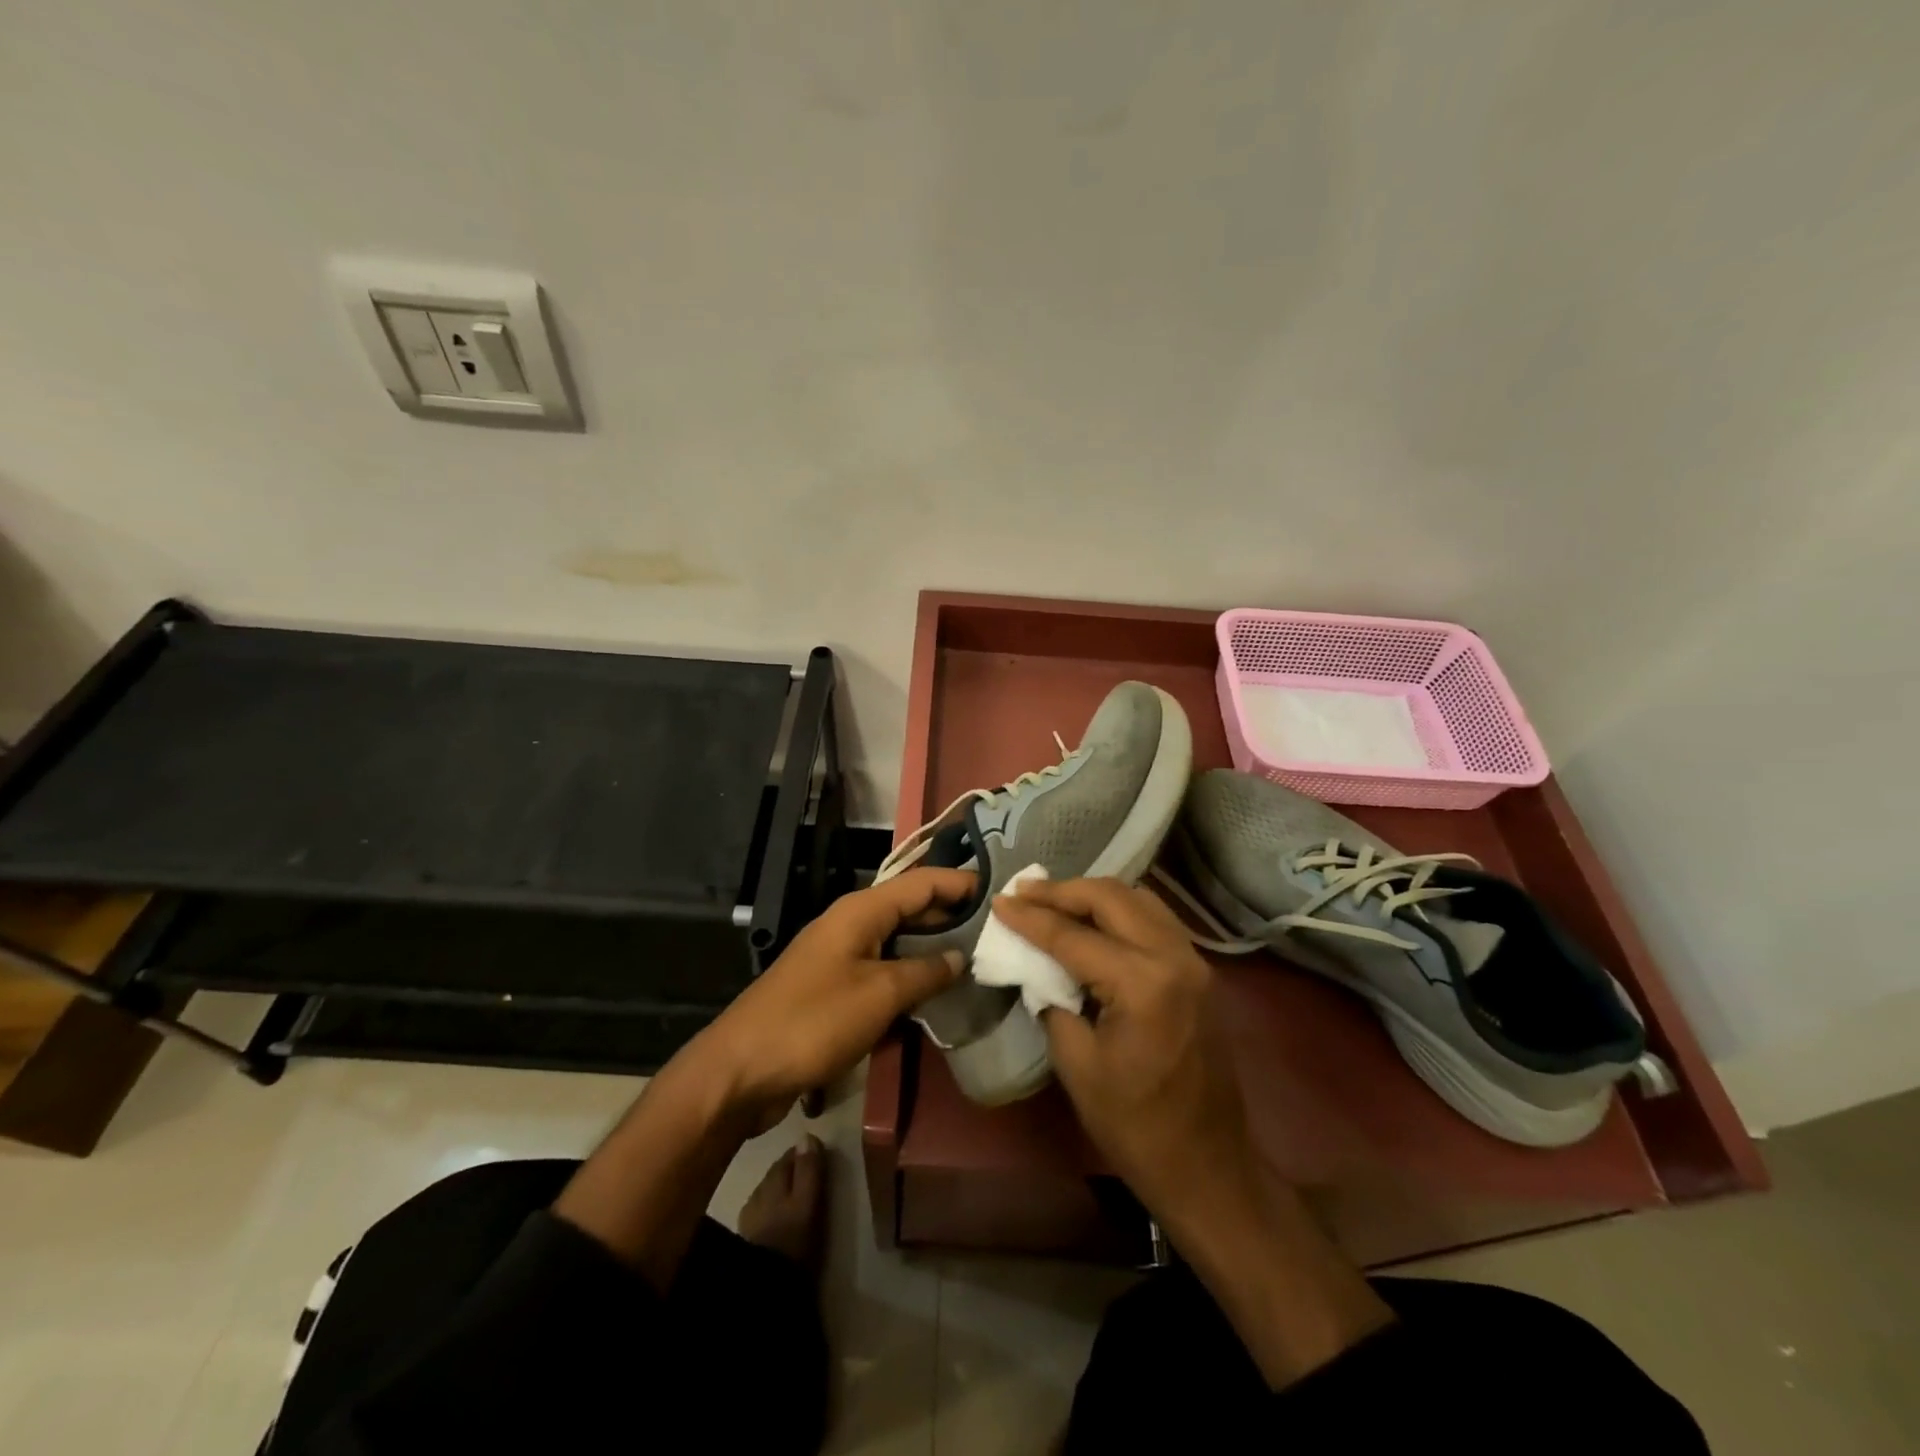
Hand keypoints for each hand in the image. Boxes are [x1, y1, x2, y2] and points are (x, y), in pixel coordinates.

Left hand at [686, 866, 973, 1126]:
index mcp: (861, 910)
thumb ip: (925, 972)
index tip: (1003, 892)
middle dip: (953, 914)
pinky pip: (883, 968)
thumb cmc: (814, 1021)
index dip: (962, 882)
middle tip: (1000, 929)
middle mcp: (852, 923)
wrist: (741, 1069)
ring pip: (899, 940)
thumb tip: (960, 957)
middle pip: (912, 907)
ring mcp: (841, 954)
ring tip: (980, 957)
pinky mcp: (834, 985)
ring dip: (934, 947)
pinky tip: (938, 993)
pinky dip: (911, 974)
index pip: (923, 882)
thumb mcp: (879, 995)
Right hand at [990, 877, 1256, 1223]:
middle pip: (1110, 897)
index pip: (1074, 935)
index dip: (1031, 917)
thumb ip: (1053, 1001)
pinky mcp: (1200, 971)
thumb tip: (1037, 966)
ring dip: (1092, 894)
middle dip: (1062, 891)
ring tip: (1053, 900)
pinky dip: (1119, 909)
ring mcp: (1194, 960)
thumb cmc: (1135, 1125)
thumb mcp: (1077, 1065)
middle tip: (1023, 893)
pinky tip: (1093, 920)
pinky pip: (1155, 918)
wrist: (1208, 1166)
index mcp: (1143, 983)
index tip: (998, 900)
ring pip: (1138, 898)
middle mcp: (1174, 957)